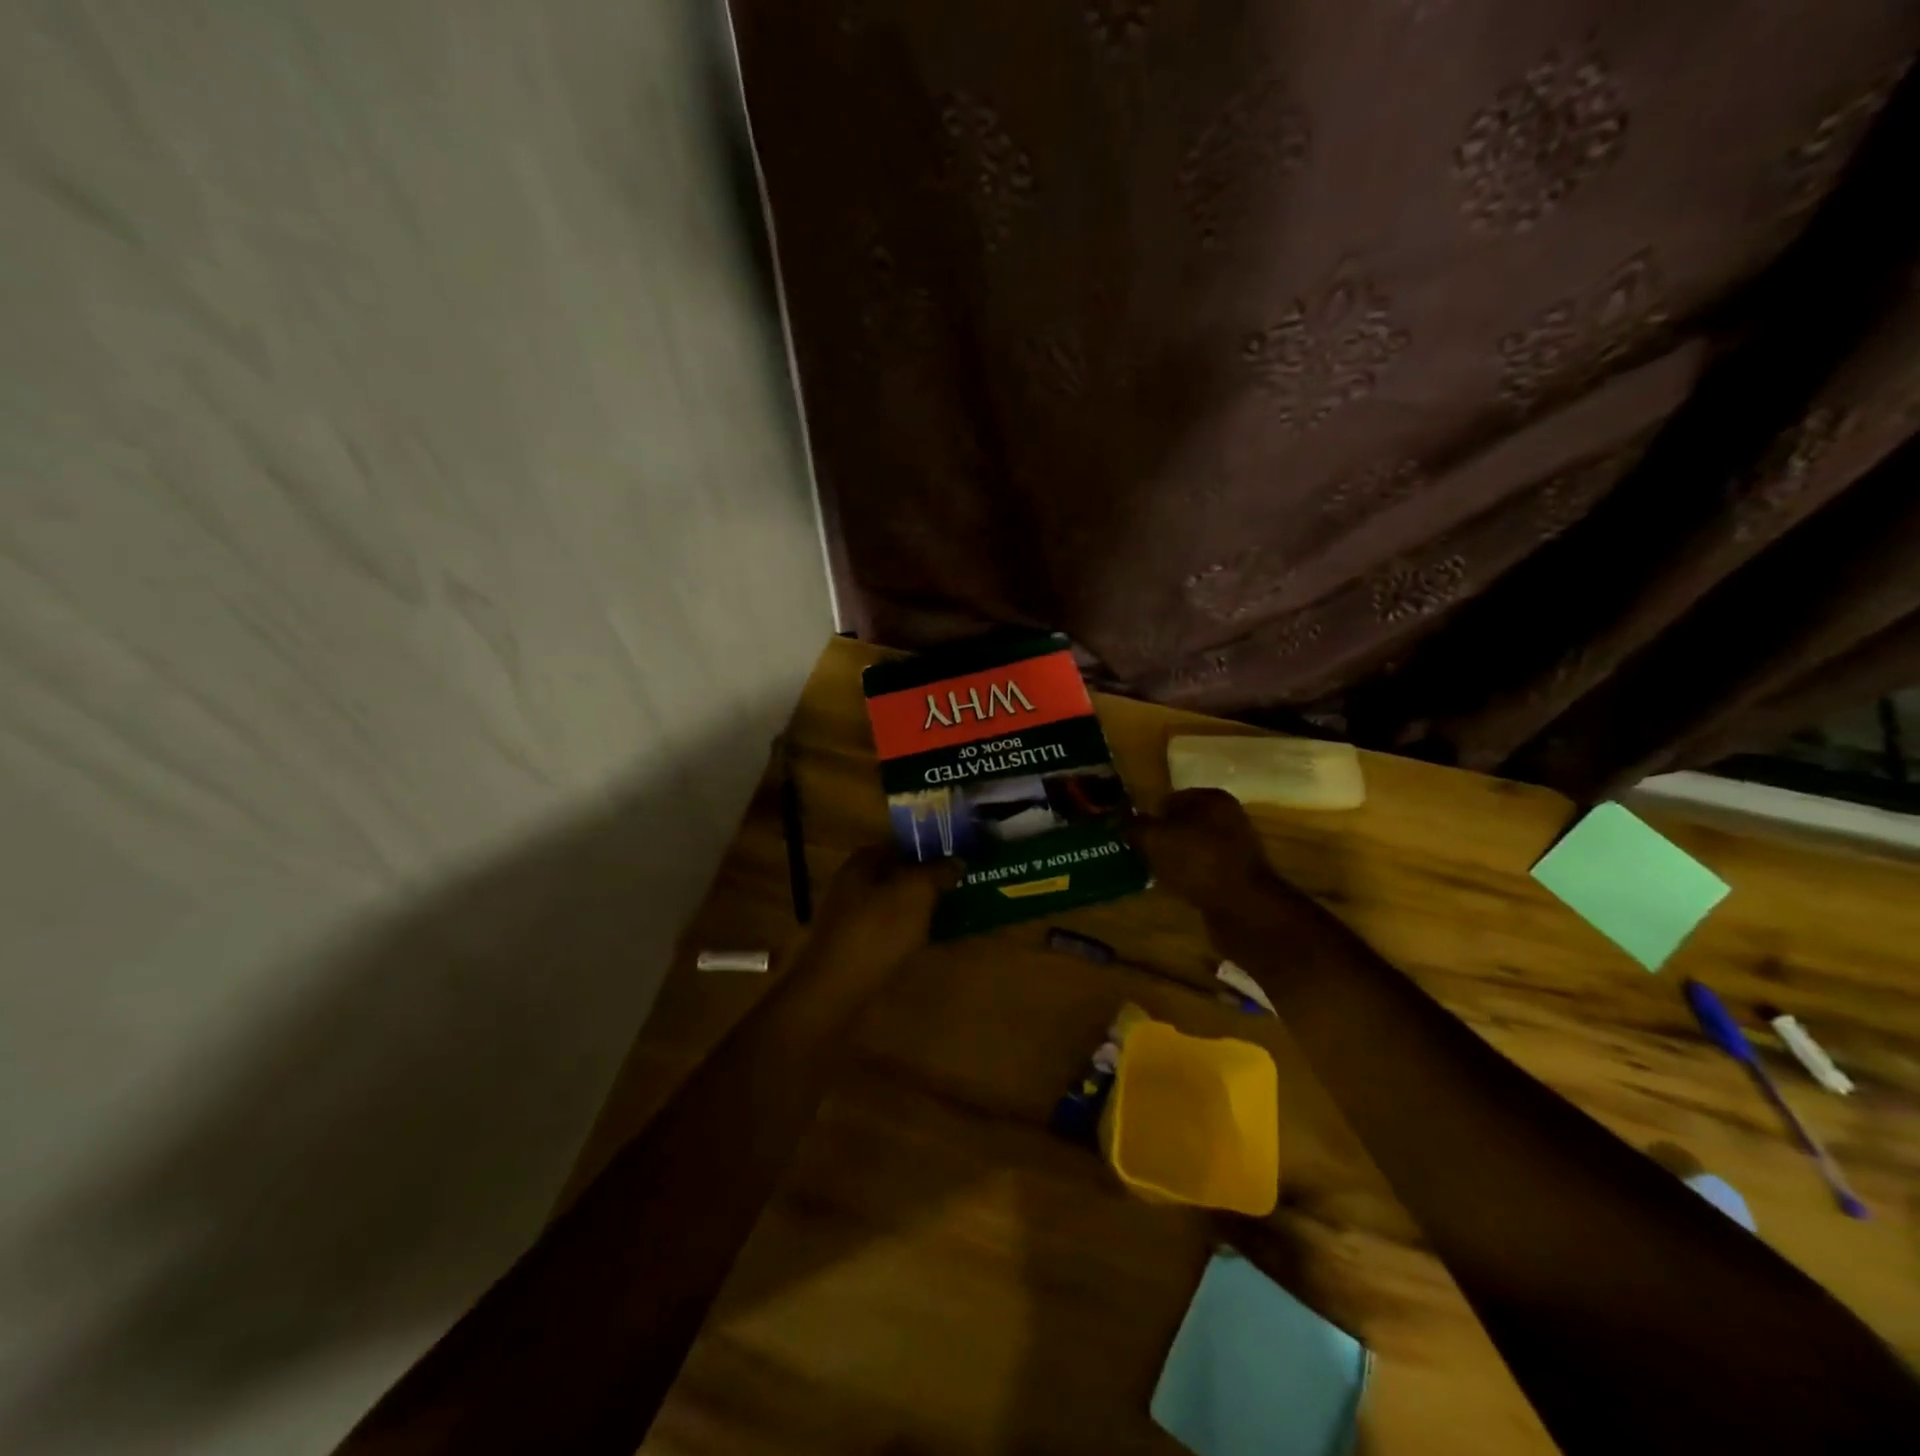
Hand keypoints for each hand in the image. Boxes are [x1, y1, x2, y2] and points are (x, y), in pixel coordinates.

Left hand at [804, 846, 961, 973]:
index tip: (958, 859)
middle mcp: (852, 888)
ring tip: (957, 915)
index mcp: (861, 865)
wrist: (836, 991)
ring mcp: (852, 921)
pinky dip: (913, 936)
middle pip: (897, 878)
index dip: (928, 850)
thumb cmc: (877, 930)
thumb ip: (937, 872)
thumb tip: (957, 862)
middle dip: (928, 882)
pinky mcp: (857, 951)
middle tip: (962, 888)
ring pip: (896, 908)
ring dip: (922, 911)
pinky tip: (935, 943)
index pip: (898, 846)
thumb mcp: (915, 892)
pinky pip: (892, 935)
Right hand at [1129, 789, 1299, 918]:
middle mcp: (1229, 816)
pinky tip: (1175, 886)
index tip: (1130, 833)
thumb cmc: (1197, 861)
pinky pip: (1203, 868)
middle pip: (1182, 823)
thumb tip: (1116, 820)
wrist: (1243, 907)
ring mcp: (1236, 846)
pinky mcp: (1238, 874)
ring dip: (1174, 858)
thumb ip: (1133, 826)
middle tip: (1138, 852)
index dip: (1147, 815)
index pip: (1169, 798)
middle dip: (1160, 837)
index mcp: (1211, 797)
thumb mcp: (1153, 839)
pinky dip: (1188, 875)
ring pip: (1192, 847)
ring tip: (1152, 871)